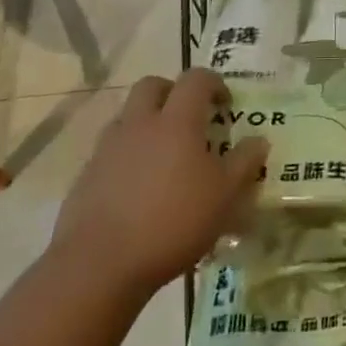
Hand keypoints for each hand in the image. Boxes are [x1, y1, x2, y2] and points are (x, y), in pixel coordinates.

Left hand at [49, 69, 267, 300]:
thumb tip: (259, 139)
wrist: (99, 265)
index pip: (195, 79)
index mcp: (176, 121)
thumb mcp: (224, 197)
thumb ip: (244, 163)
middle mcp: (139, 124)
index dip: (213, 83)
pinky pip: (110, 151)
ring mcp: (108, 148)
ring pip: (127, 116)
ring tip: (162, 155)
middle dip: (172, 92)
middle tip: (189, 117)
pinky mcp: (86, 176)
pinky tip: (137, 188)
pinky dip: (126, 156)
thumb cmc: (173, 222)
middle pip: (152, 85)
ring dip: (146, 123)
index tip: (225, 104)